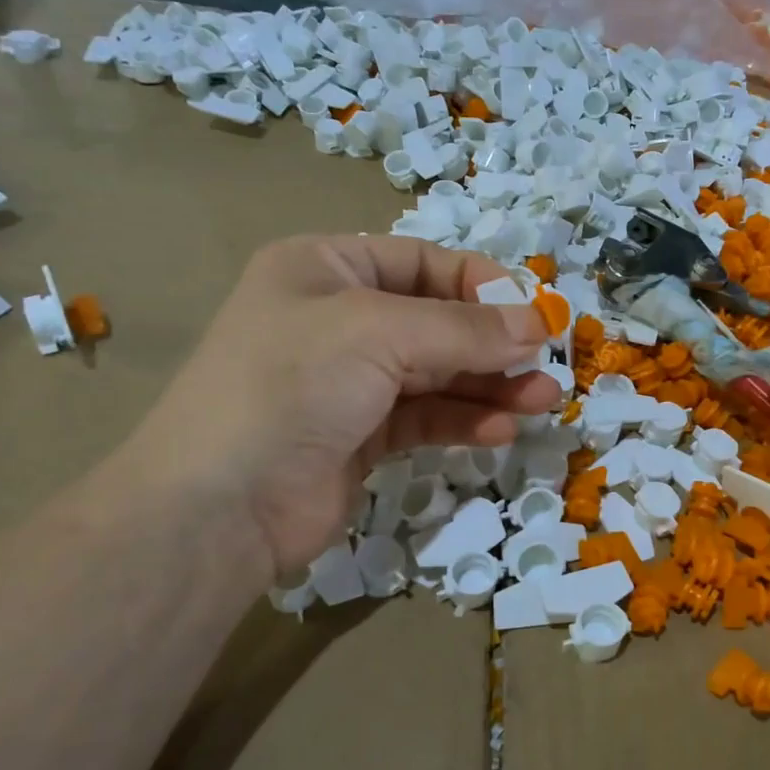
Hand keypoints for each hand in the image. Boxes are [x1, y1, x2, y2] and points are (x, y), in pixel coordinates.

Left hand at [123, 235, 559, 579]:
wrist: (220, 507)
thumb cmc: (292, 386)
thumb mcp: (379, 334)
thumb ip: (465, 329)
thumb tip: (538, 324)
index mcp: (326, 270)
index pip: (422, 261)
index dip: (480, 283)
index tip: (533, 313)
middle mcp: (338, 320)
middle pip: (437, 321)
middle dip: (494, 343)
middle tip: (548, 363)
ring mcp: (350, 382)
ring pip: (438, 373)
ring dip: (490, 385)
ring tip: (541, 400)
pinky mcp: (362, 436)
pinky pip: (426, 418)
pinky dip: (463, 421)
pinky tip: (499, 431)